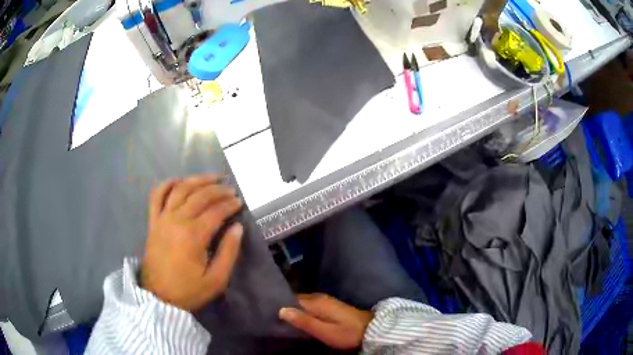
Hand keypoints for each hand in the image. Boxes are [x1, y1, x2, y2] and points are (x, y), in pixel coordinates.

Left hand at [141, 175, 243, 310]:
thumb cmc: (188, 290)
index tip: (240, 202)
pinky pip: (157, 195)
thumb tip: (238, 228)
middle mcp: (177, 220)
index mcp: (194, 236)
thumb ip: (229, 252)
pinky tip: (178, 180)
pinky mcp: (153, 221)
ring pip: (181, 189)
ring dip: (197, 180)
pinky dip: (167, 184)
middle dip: (218, 189)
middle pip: (200, 195)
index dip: (230, 204)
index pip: (216, 211)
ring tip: (212, 178)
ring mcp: (162, 218)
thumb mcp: (216, 280)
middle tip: (231, 190)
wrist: (158, 297)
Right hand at [279, 294, 372, 349]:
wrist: (371, 330)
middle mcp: (320, 297)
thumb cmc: (346, 332)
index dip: (282, 304)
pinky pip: (313, 306)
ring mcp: (328, 301)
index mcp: (316, 301)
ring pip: (306, 303)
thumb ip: (303, 320)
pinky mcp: (333, 307)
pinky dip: (306, 311)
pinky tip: (302, 319)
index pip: (292, 299)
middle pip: (299, 300)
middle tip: (275, 317)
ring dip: (297, 309)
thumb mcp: (323, 330)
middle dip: (288, 307)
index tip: (269, 311)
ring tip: (285, 318)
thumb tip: (281, 309)